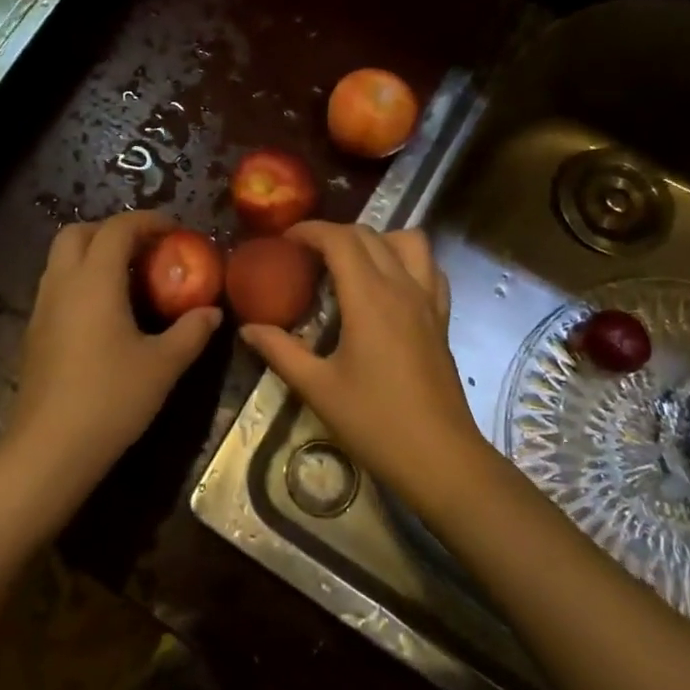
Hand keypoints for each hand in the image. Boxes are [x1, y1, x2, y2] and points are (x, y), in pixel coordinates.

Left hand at [0, 211, 220, 526]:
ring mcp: (42, 308)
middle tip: (146, 249)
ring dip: (93, 254)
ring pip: (62, 259)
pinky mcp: (34, 333)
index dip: (147, 221)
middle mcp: (62, 283)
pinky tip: (106, 314)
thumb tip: (212, 312)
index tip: (175, 231)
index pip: (117, 228)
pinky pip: (57, 286)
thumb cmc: (110, 399)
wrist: (48, 451)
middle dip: (112, 230)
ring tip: (130, 279)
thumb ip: (191, 332)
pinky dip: (81, 281)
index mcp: (94, 280)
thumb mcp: (163, 365)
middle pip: (78, 232)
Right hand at [239, 222, 486, 516]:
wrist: (440, 458)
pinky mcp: (442, 318)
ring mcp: (428, 300)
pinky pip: (429, 268)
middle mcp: (402, 287)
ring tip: (351, 262)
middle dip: (334, 234)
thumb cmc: (375, 422)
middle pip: (369, 235)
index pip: (340, 239)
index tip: (285, 241)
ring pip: (408, 242)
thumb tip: (248, 329)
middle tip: (306, 254)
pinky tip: (389, 284)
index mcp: (369, 297)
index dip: (310, 231)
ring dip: (377, 239)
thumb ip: (280, 351)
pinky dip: (407, 260)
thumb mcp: (318, 388)